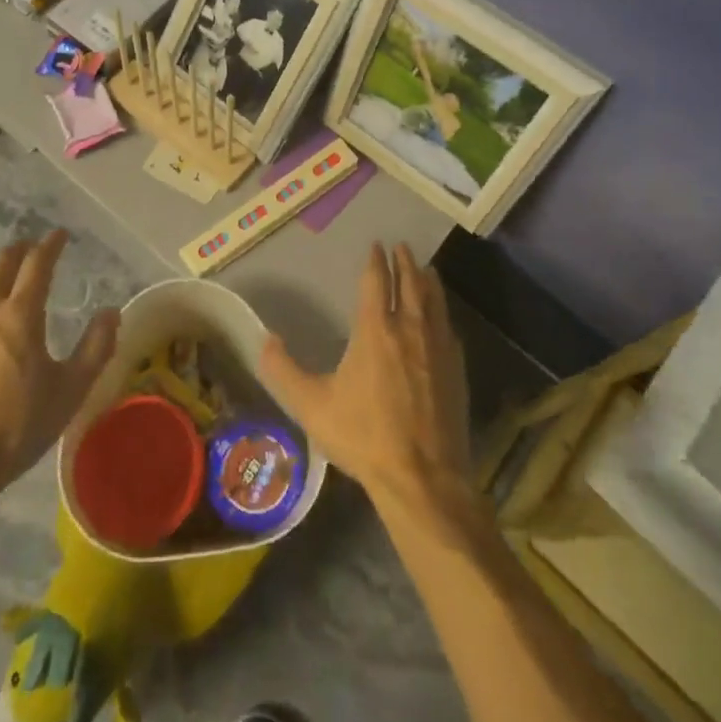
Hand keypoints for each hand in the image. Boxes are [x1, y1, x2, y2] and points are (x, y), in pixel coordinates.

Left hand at [0, 230, 119, 496]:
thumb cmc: (15, 429)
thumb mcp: (70, 392)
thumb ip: (96, 348)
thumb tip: (111, 312)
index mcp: (20, 315)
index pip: (37, 264)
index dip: (50, 245)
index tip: (60, 235)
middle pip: (0, 264)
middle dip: (20, 250)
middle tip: (32, 247)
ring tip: (2, 270)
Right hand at [261, 243, 472, 519]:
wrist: (422, 477)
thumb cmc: (364, 436)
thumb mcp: (312, 406)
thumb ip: (284, 371)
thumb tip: (264, 340)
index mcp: (375, 330)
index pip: (376, 282)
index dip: (376, 261)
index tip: (376, 245)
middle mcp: (409, 329)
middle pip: (410, 283)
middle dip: (404, 262)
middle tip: (402, 246)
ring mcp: (437, 348)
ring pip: (434, 302)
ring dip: (427, 281)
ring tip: (425, 269)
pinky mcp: (456, 370)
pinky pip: (448, 327)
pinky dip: (442, 311)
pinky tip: (442, 318)